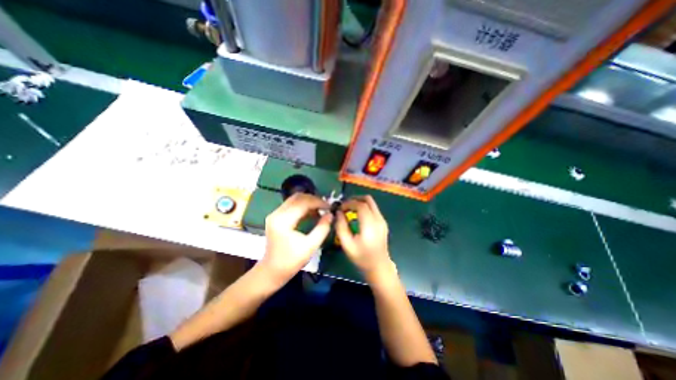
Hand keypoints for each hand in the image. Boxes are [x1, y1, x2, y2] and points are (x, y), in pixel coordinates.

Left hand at [260, 193, 332, 283]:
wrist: (272, 271)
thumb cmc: (291, 261)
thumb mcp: (310, 246)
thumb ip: (322, 228)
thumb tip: (331, 214)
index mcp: (283, 221)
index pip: (303, 202)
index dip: (318, 202)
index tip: (330, 207)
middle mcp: (277, 213)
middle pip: (298, 197)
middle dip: (314, 199)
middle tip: (326, 207)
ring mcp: (275, 214)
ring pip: (295, 199)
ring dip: (309, 202)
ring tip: (321, 209)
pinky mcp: (276, 217)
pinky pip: (292, 205)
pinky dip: (303, 206)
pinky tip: (312, 213)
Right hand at [334, 196, 396, 281]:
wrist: (379, 267)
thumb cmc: (362, 258)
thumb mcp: (347, 244)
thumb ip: (341, 227)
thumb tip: (338, 213)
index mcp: (370, 225)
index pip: (360, 205)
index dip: (348, 203)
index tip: (339, 208)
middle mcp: (378, 219)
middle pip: (368, 199)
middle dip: (355, 199)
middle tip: (344, 206)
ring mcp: (382, 220)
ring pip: (371, 203)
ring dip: (359, 202)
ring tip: (349, 209)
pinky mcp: (383, 222)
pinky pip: (373, 209)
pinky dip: (364, 207)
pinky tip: (356, 215)